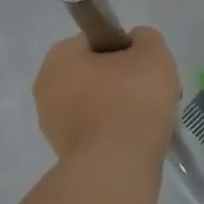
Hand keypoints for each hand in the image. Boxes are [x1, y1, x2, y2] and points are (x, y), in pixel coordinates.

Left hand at [34, 28, 181, 160]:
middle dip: (127, 80)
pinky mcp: (65, 150)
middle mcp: (46, 86)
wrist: (117, 166)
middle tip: (156, 91)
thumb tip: (136, 43)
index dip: (127, 49)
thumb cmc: (133, 99)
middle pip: (98, 72)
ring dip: (124, 106)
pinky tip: (140, 138)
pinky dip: (118, 130)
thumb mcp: (153, 52)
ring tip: (153, 118)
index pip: (97, 40)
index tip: (148, 65)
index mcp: (60, 57)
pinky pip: (98, 129)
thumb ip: (146, 37)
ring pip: (99, 102)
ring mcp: (52, 122)